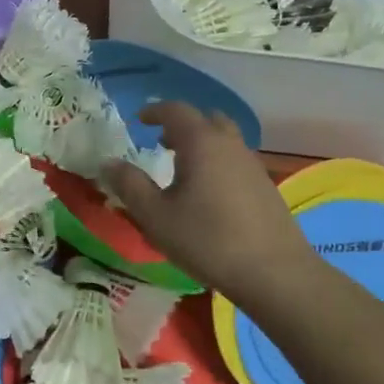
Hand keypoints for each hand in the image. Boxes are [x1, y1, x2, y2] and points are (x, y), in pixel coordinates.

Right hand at [102, 102, 315, 306]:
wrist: (274, 272)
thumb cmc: (207, 240)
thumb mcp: (155, 216)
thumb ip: (129, 185)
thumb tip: (108, 162)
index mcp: (201, 143)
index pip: (176, 110)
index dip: (155, 111)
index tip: (140, 120)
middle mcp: (229, 144)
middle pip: (206, 119)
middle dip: (181, 125)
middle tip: (161, 142)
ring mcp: (252, 164)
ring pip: (224, 140)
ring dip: (201, 144)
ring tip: (182, 168)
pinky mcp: (265, 186)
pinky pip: (235, 160)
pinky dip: (216, 161)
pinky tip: (207, 193)